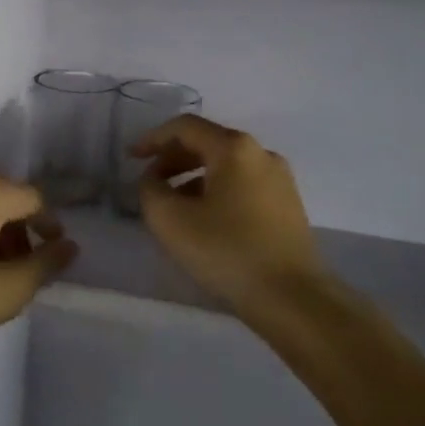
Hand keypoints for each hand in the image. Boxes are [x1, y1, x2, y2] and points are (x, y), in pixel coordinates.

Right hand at [132, 115, 324, 311]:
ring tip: (173, 205)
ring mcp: (280, 179)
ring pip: (226, 165)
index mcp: (234, 148)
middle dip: (173, 159)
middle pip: (208, 142)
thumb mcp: (171, 221)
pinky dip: (216, 191)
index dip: (153, 139)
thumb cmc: (228, 251)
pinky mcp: (288, 204)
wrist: (293, 298)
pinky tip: (205, 220)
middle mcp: (261, 153)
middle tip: (150, 182)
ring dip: (193, 177)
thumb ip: (151, 190)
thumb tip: (153, 180)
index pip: (185, 127)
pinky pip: (243, 184)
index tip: (131, 158)